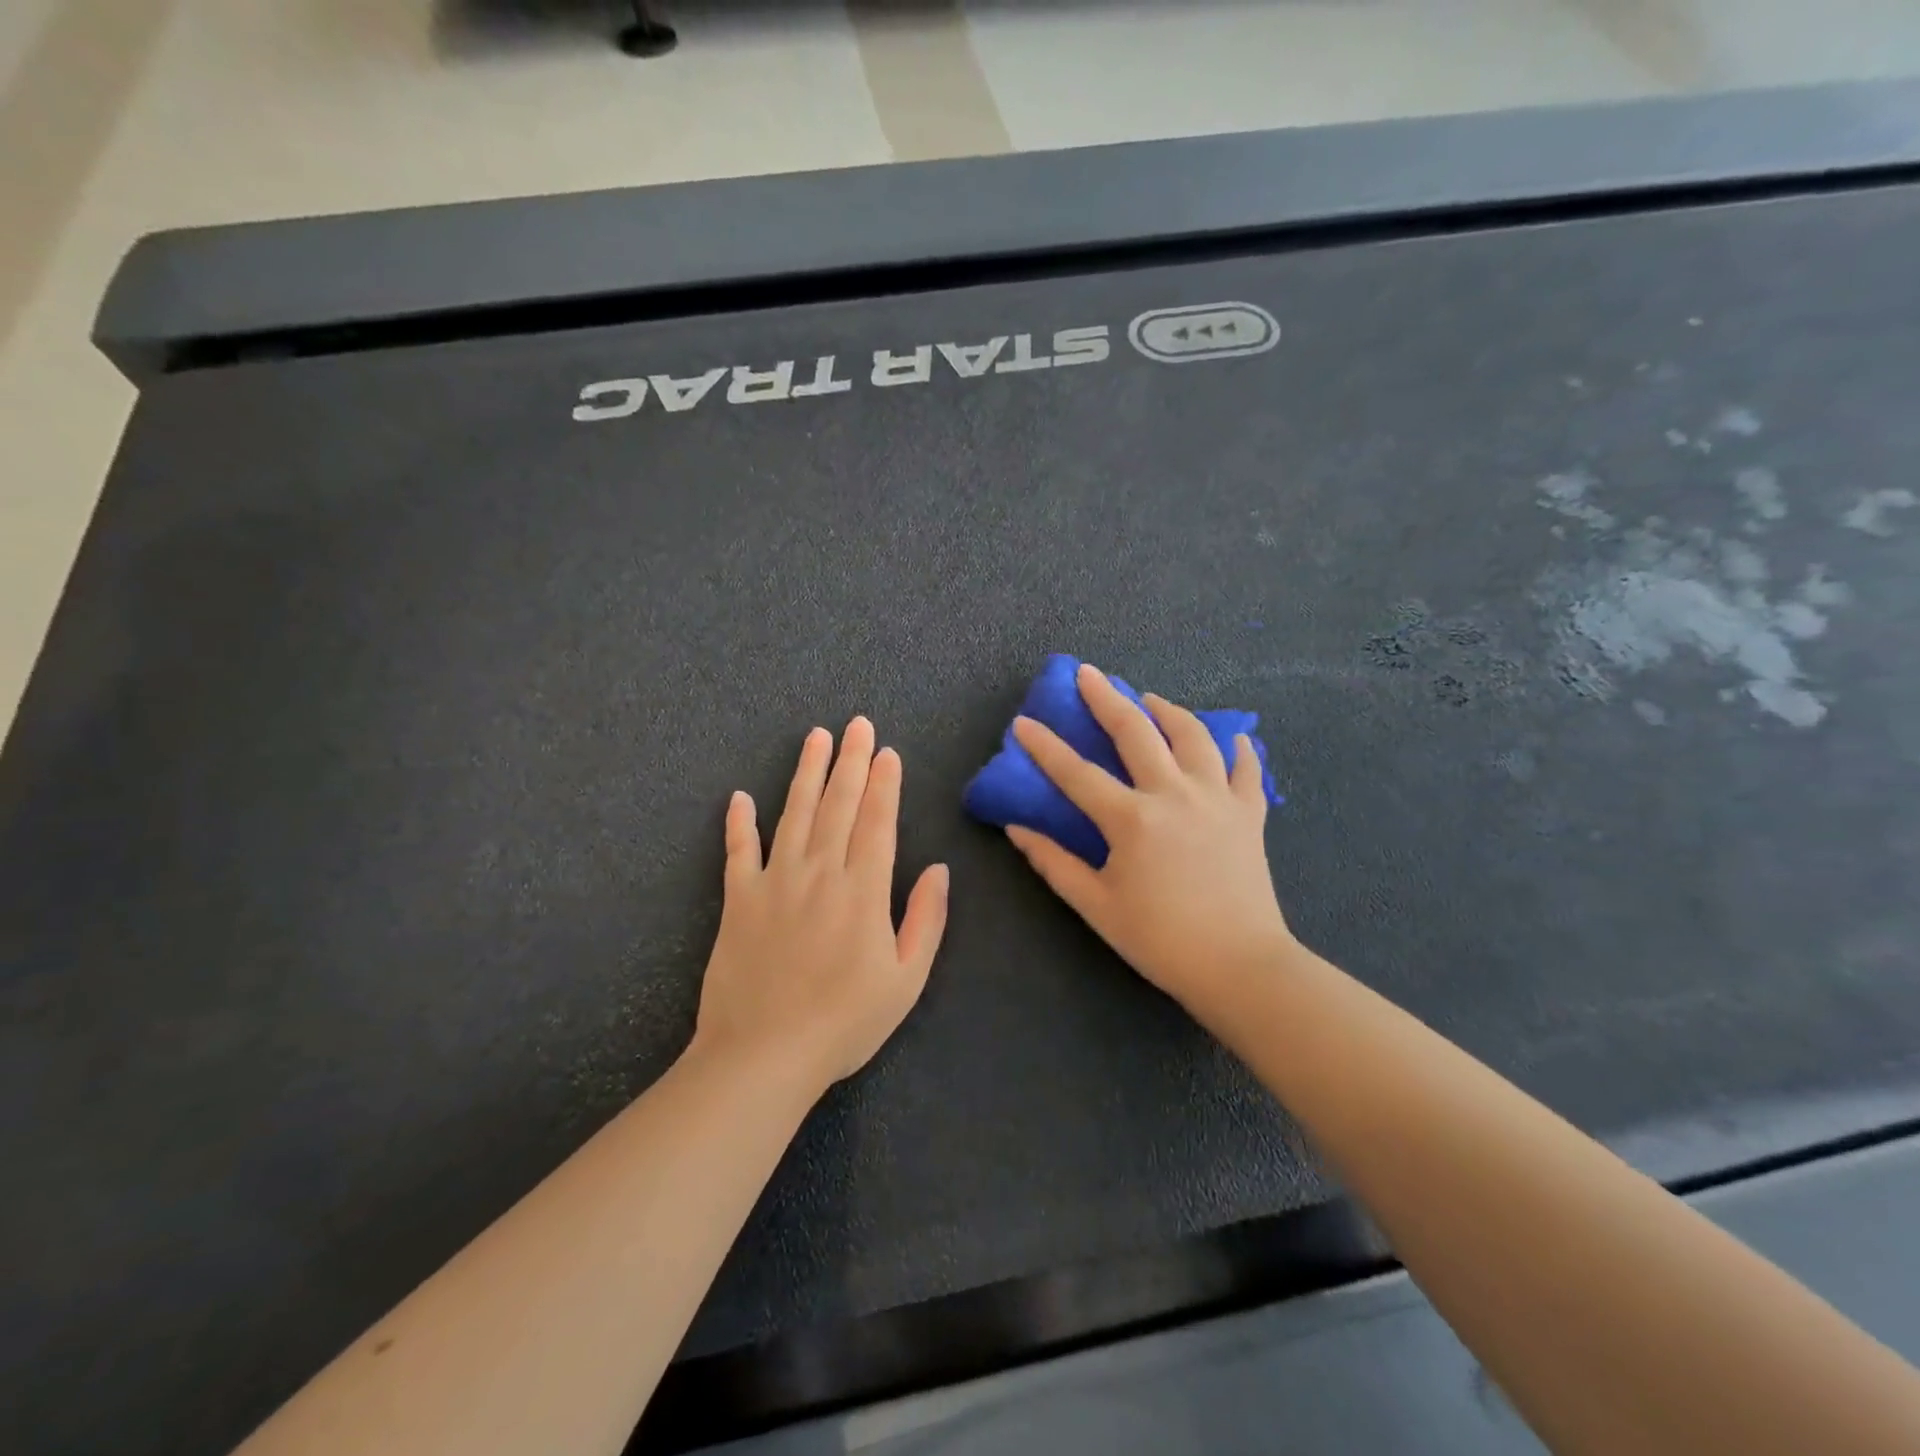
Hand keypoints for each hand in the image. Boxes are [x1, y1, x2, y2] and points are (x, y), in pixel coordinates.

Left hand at [693, 718, 949, 1098]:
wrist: (763, 1055)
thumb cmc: (844, 1022)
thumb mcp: (906, 980)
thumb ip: (926, 920)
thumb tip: (940, 869)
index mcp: (863, 890)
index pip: (877, 822)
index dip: (885, 784)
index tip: (888, 752)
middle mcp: (820, 873)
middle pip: (839, 805)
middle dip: (852, 761)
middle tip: (857, 724)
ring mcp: (775, 882)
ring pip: (794, 814)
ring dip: (806, 773)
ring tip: (815, 738)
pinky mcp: (739, 900)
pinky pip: (738, 852)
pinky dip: (739, 824)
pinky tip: (739, 797)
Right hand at [1005, 664, 1292, 1011]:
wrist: (1241, 967)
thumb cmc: (1161, 940)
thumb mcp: (1097, 906)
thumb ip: (1054, 863)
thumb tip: (1017, 828)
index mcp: (1132, 819)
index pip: (1077, 773)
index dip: (1045, 746)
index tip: (1023, 722)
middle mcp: (1174, 794)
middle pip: (1136, 732)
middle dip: (1106, 698)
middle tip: (1089, 674)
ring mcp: (1217, 798)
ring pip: (1193, 736)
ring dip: (1167, 711)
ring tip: (1150, 700)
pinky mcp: (1249, 813)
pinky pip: (1245, 769)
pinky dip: (1237, 749)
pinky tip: (1231, 739)